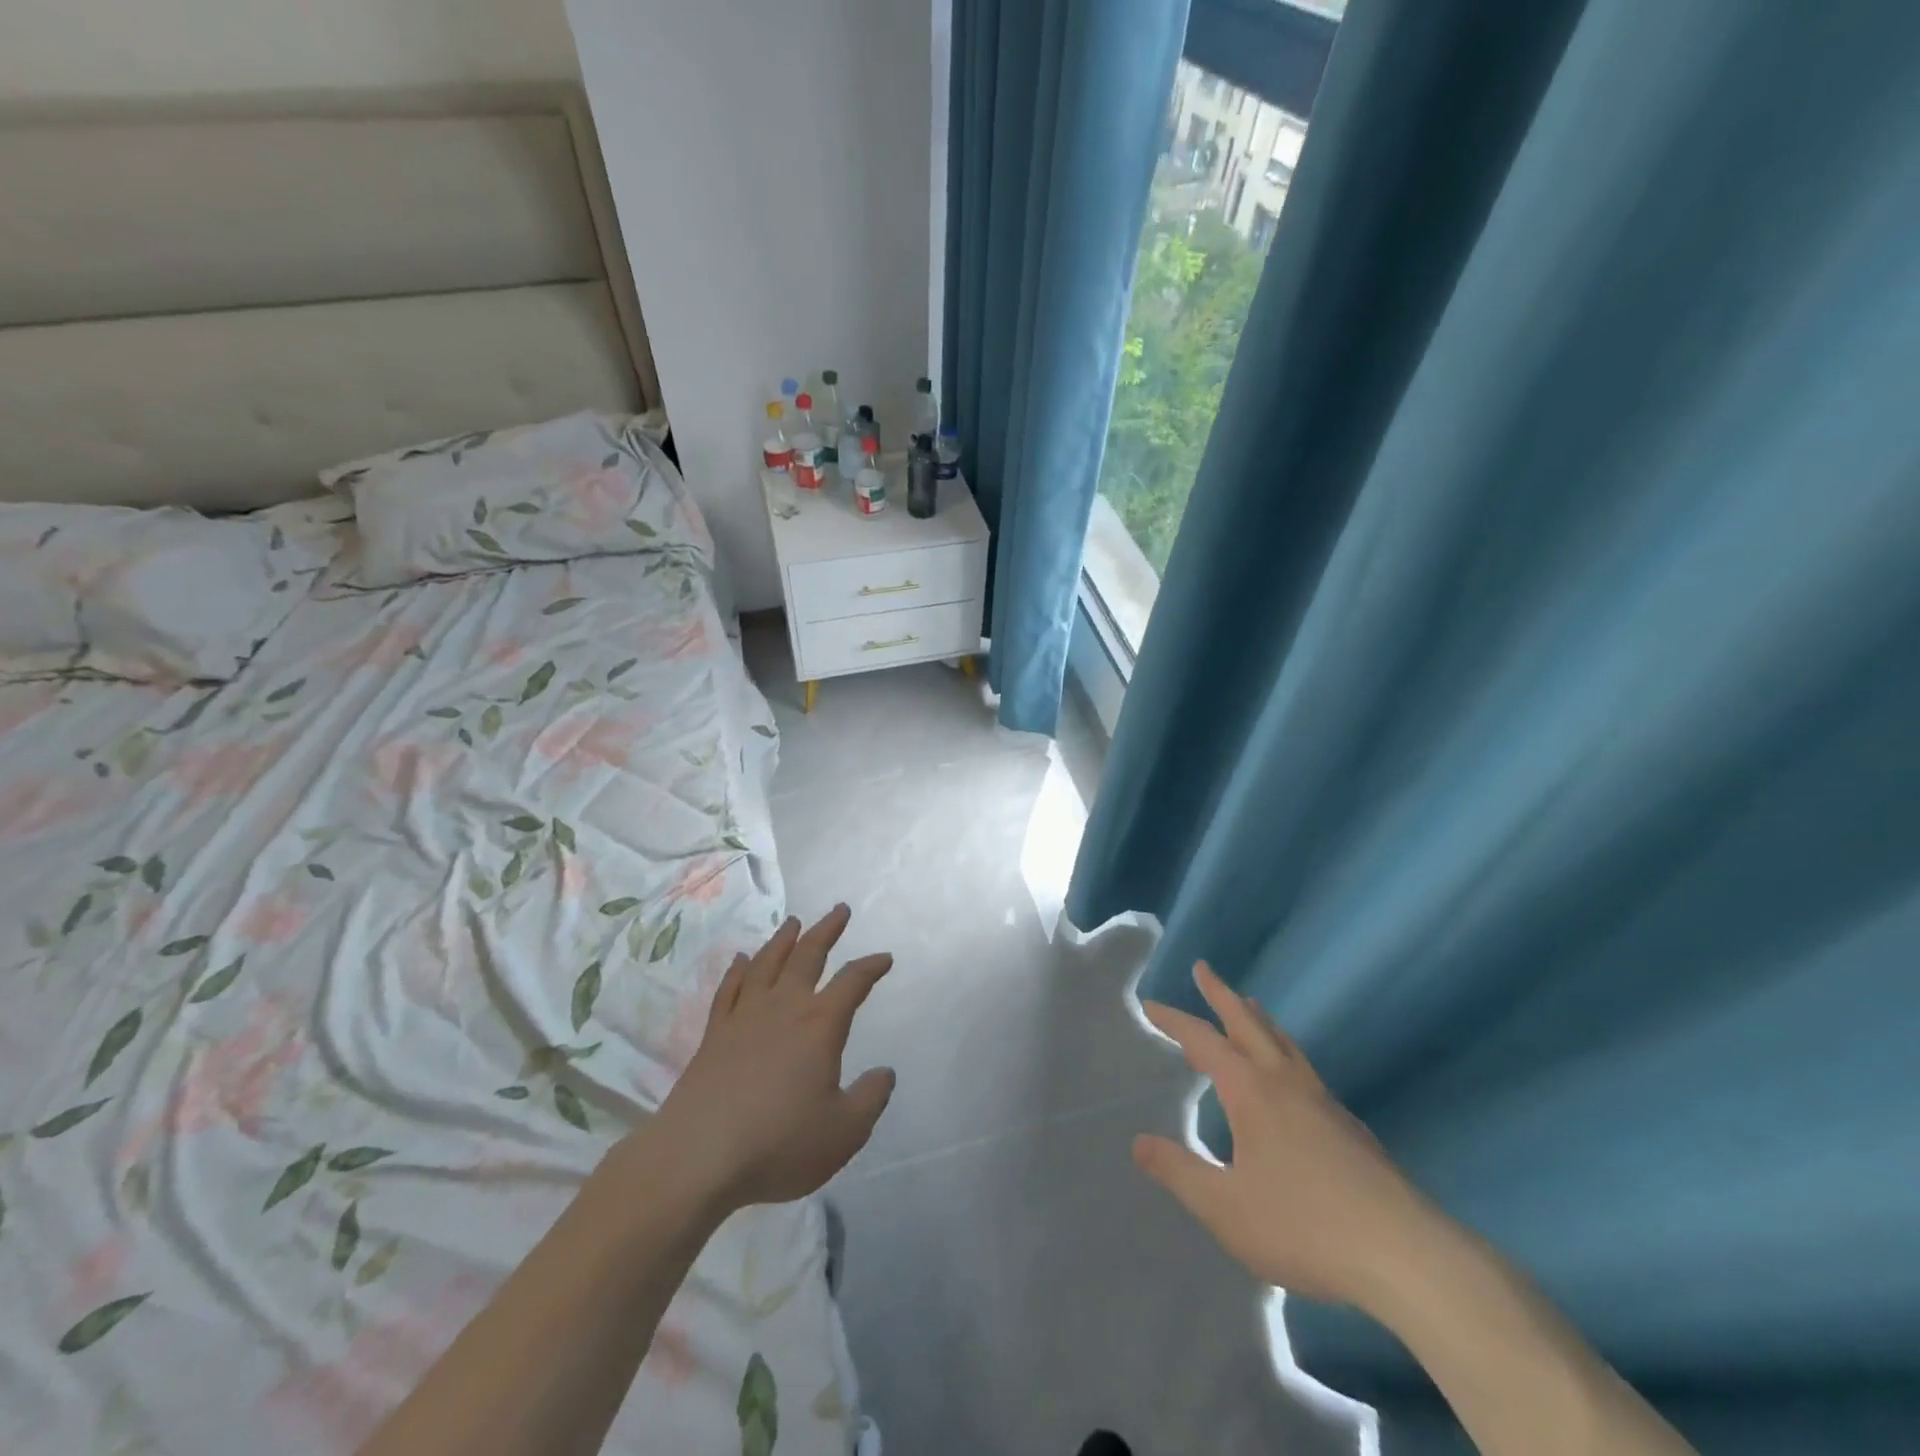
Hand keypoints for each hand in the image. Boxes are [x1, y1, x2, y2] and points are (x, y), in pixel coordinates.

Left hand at [644, 905, 895, 1214]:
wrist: (698, 1156)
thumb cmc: (779, 1143)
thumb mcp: (844, 1132)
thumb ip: (870, 1098)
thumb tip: (885, 1072)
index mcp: (820, 1024)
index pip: (853, 982)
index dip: (871, 967)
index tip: (884, 958)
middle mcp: (783, 1007)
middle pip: (807, 955)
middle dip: (826, 930)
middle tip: (839, 910)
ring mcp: (744, 1016)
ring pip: (767, 963)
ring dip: (783, 939)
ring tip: (793, 921)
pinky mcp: (714, 1034)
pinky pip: (729, 988)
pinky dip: (738, 969)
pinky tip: (741, 959)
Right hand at [1134, 962, 1437, 1312]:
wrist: (1406, 1255)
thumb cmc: (1304, 1225)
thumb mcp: (1226, 1207)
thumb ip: (1179, 1171)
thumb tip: (1139, 1142)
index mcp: (1251, 1090)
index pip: (1203, 1040)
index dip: (1174, 1020)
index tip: (1151, 1004)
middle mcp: (1286, 1081)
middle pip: (1249, 1022)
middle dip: (1221, 994)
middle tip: (1203, 969)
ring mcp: (1322, 1100)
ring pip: (1283, 1042)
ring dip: (1257, 1018)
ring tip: (1247, 1005)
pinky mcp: (1348, 1126)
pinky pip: (1303, 1067)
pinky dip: (1282, 1050)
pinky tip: (1286, 1077)